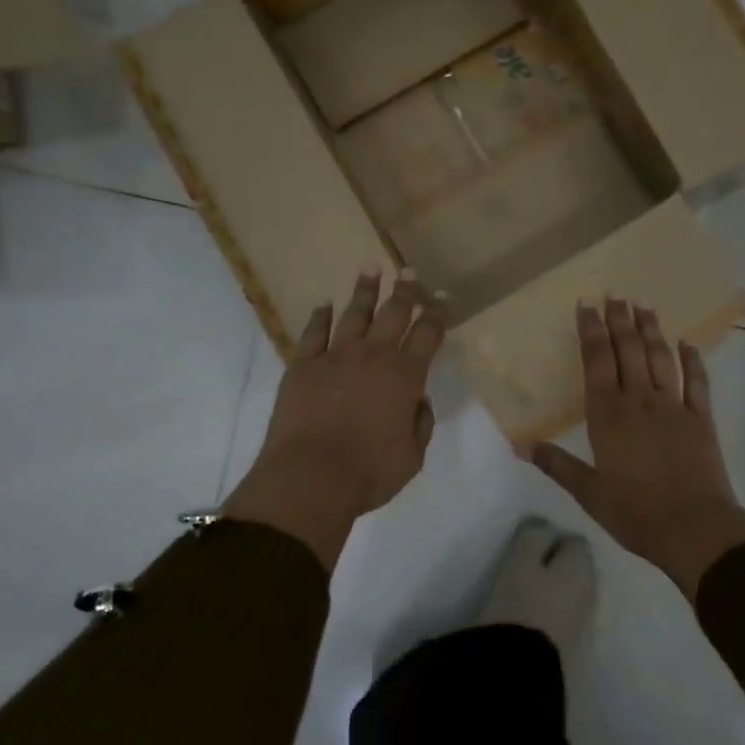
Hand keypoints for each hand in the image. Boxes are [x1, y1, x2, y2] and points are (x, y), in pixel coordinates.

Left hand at [223, 270, 445, 571]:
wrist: (311, 476)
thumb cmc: (370, 471)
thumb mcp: (413, 455)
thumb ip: (420, 423)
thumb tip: (416, 401)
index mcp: (406, 375)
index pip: (428, 334)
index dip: (437, 313)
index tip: (441, 297)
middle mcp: (373, 356)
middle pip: (393, 313)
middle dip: (405, 291)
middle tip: (410, 273)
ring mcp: (335, 357)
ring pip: (354, 314)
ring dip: (365, 291)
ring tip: (370, 268)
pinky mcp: (303, 365)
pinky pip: (313, 333)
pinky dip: (319, 316)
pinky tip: (324, 304)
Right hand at [521, 299, 744, 599]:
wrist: (695, 528)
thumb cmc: (635, 512)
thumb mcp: (588, 492)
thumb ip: (557, 464)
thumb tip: (520, 444)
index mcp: (608, 414)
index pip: (597, 361)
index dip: (591, 331)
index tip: (587, 305)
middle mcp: (640, 400)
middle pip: (629, 350)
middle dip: (620, 320)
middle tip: (615, 295)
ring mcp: (674, 406)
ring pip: (661, 357)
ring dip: (652, 330)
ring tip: (644, 306)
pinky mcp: (702, 418)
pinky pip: (697, 381)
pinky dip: (692, 359)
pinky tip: (688, 343)